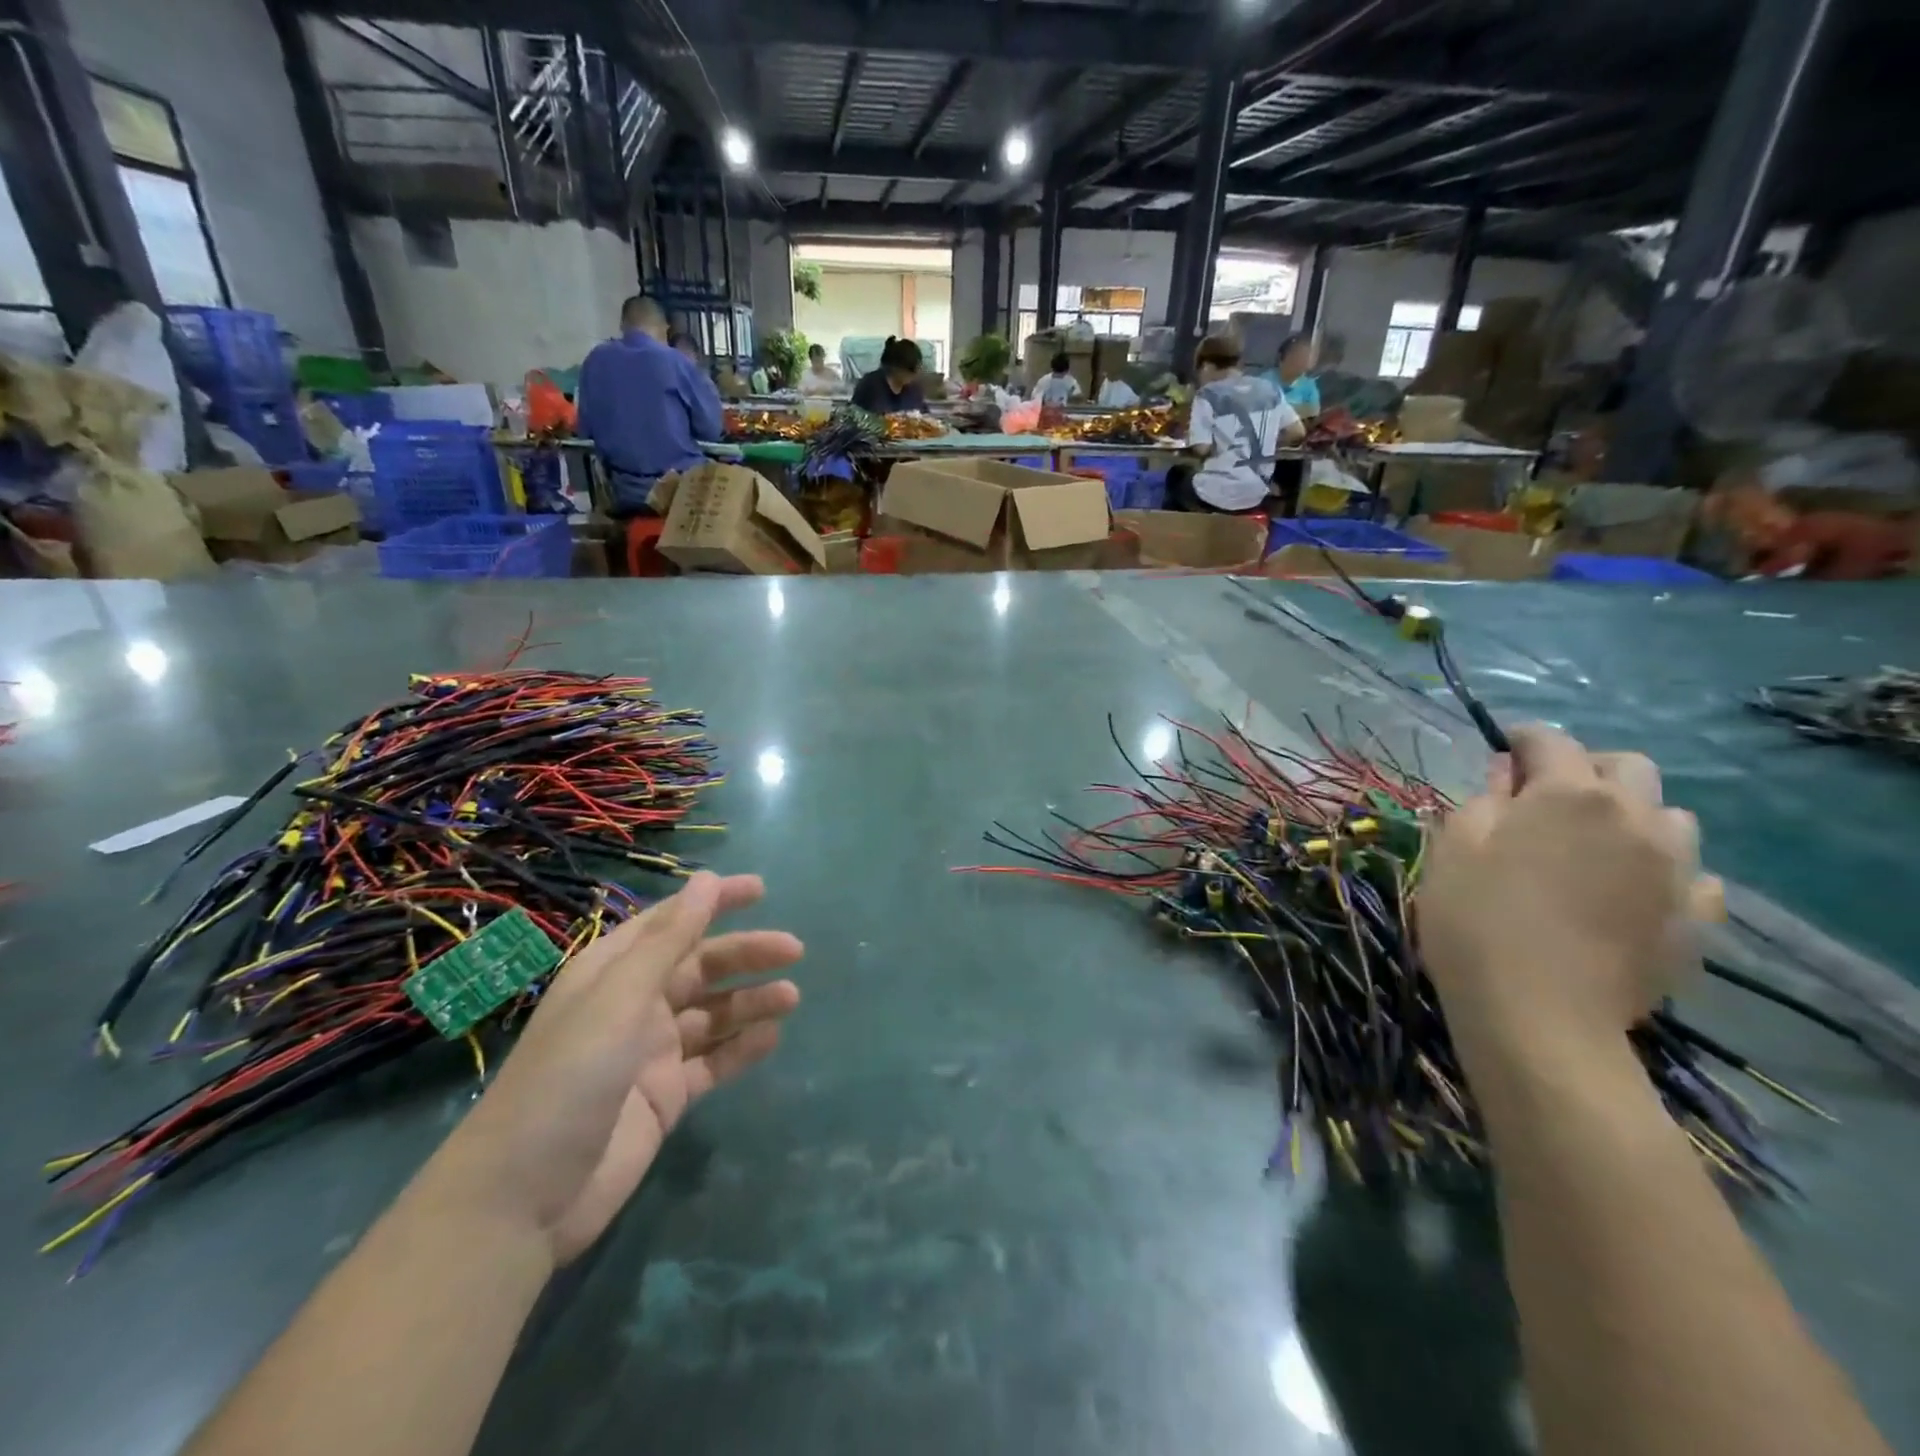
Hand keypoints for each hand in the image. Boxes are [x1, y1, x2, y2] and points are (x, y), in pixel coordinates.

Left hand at [429, 872, 801, 1264]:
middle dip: (744, 954)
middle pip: (699, 967)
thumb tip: (706, 879)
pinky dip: (741, 1046)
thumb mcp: (619, 998)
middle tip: (793, 950)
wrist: (523, 1199)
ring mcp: (651, 1053)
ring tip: (791, 997)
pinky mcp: (666, 1096)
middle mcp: (633, 1005)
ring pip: (712, 1013)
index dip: (713, 902)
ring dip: (750, 1001)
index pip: (670, 923)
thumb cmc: (568, 1077)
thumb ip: (669, 941)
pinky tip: (771, 1037)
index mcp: (612, 972)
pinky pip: (713, 1060)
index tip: (761, 890)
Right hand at [1418, 725, 1698, 1055]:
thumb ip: (1483, 800)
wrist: (1538, 1015)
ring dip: (1632, 816)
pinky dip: (1660, 869)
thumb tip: (1506, 777)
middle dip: (1587, 769)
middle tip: (1547, 797)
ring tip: (1593, 846)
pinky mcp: (1695, 918)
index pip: (1551, 740)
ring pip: (1670, 816)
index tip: (1502, 749)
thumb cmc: (1475, 920)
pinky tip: (1626, 892)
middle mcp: (1636, 817)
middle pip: (1628, 766)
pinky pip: (1690, 874)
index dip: (1522, 739)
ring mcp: (1676, 869)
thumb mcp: (1452, 849)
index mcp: (1570, 794)